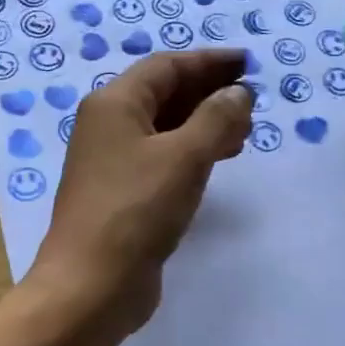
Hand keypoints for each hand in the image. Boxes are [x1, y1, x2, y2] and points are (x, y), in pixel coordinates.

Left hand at [25, 50, 251, 337]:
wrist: (92, 284)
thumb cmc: (136, 210)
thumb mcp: (184, 157)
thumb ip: (216, 118)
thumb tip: (238, 93)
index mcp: (114, 104)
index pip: (166, 66)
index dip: (209, 62)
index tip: (248, 63)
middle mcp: (109, 126)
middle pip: (164, 95)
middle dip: (209, 93)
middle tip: (252, 100)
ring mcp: (113, 162)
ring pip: (166, 128)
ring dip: (204, 124)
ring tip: (245, 131)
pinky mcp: (124, 194)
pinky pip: (163, 158)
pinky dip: (192, 153)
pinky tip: (218, 161)